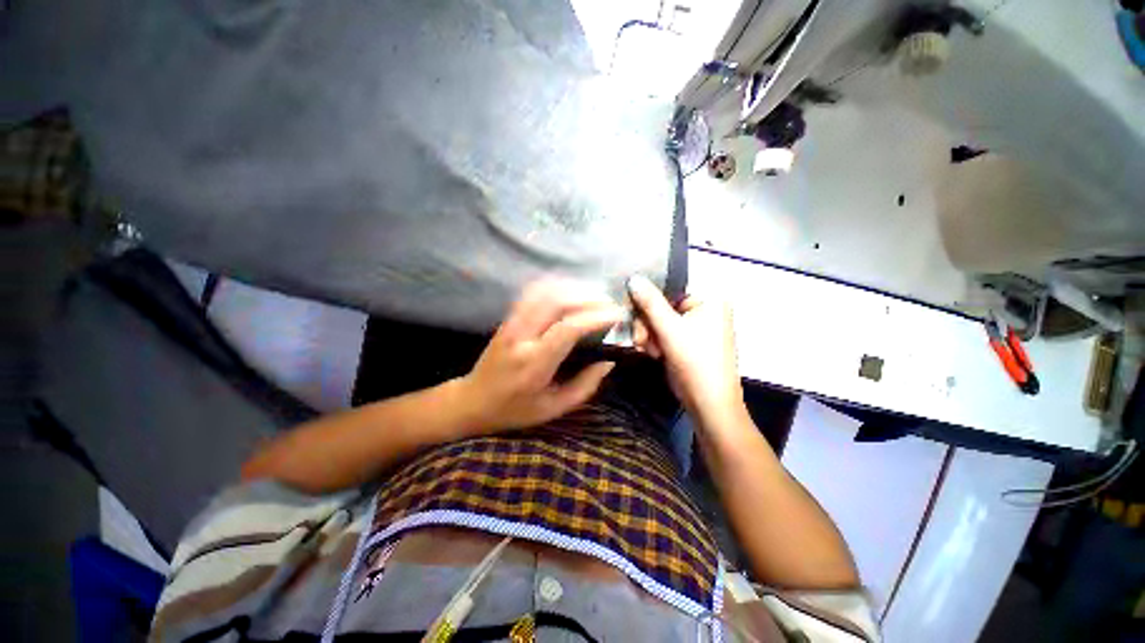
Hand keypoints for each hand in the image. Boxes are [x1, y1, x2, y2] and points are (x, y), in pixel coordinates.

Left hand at [457, 278, 622, 433]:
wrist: (472, 401)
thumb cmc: (514, 410)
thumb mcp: (553, 408)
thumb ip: (584, 386)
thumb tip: (608, 361)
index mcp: (534, 364)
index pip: (567, 329)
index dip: (594, 317)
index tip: (617, 314)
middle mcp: (521, 337)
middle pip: (555, 302)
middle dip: (588, 297)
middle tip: (610, 302)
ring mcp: (511, 324)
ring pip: (544, 292)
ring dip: (573, 289)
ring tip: (596, 296)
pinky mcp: (508, 318)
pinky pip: (533, 293)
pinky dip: (556, 287)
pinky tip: (572, 291)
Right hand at [628, 275, 745, 425]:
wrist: (709, 404)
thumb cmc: (695, 362)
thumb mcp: (670, 330)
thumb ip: (650, 302)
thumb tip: (633, 278)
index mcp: (709, 299)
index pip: (671, 286)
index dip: (648, 296)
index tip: (630, 307)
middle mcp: (704, 308)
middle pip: (663, 305)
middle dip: (647, 323)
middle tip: (639, 338)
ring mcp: (696, 326)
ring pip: (660, 320)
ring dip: (649, 334)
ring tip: (647, 349)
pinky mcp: (688, 340)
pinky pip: (664, 332)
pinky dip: (655, 341)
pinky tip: (654, 353)